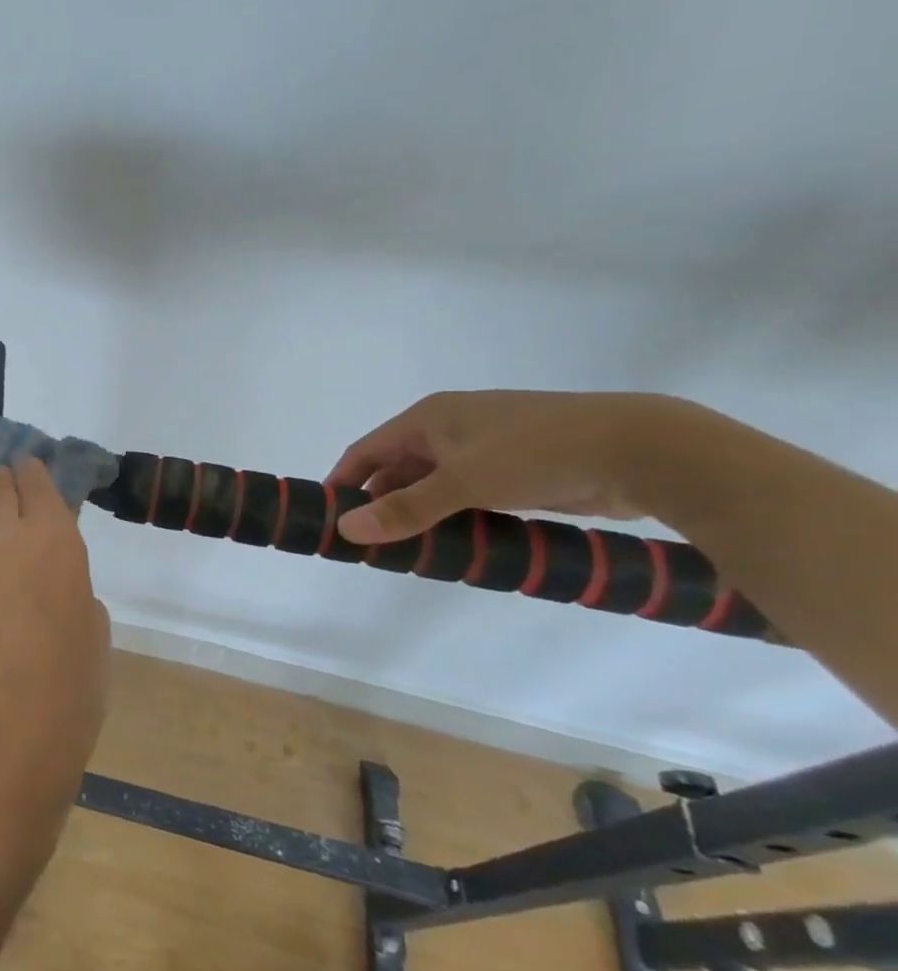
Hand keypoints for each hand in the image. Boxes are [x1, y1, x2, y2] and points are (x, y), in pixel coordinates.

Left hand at [0, 460, 110, 828]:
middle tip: (11, 477)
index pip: (45, 487)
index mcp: (60, 542)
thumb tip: (56, 582)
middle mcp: (13, 533)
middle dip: (10, 479)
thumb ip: (74, 590)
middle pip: (8, 489)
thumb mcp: (93, 630)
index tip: (35, 469)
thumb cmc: (70, 688)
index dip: (39, 474)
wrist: (6, 729)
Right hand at [328, 391, 680, 543]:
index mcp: (428, 418)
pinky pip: (468, 496)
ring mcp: (486, 449)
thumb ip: (405, 509)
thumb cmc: (536, 452)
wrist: (643, 449)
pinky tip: (453, 544)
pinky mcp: (518, 471)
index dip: (343, 481)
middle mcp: (451, 429)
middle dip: (381, 503)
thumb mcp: (462, 482)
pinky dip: (455, 518)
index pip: (366, 451)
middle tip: (368, 544)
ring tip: (405, 551)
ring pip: (435, 485)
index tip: (327, 516)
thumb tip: (345, 530)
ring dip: (420, 514)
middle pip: (398, 468)